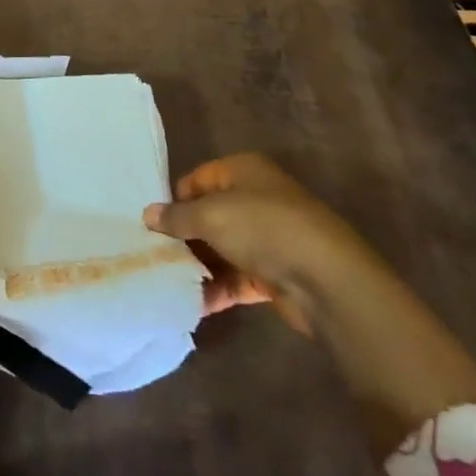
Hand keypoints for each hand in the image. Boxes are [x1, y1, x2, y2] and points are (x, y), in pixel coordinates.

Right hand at [144, 151, 371, 331]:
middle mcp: (256, 199)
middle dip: (184, 237)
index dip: (174, 200)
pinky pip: (238, 278)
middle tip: (154, 256)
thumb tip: (147, 214)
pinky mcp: (276, 274)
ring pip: (222, 249)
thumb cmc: (264, 229)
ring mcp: (268, 238)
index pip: (197, 180)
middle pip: (209, 215)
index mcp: (243, 171)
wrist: (327, 280)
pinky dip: (218, 289)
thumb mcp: (211, 216)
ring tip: (167, 283)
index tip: (152, 225)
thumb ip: (177, 216)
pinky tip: (194, 303)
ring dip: (199, 266)